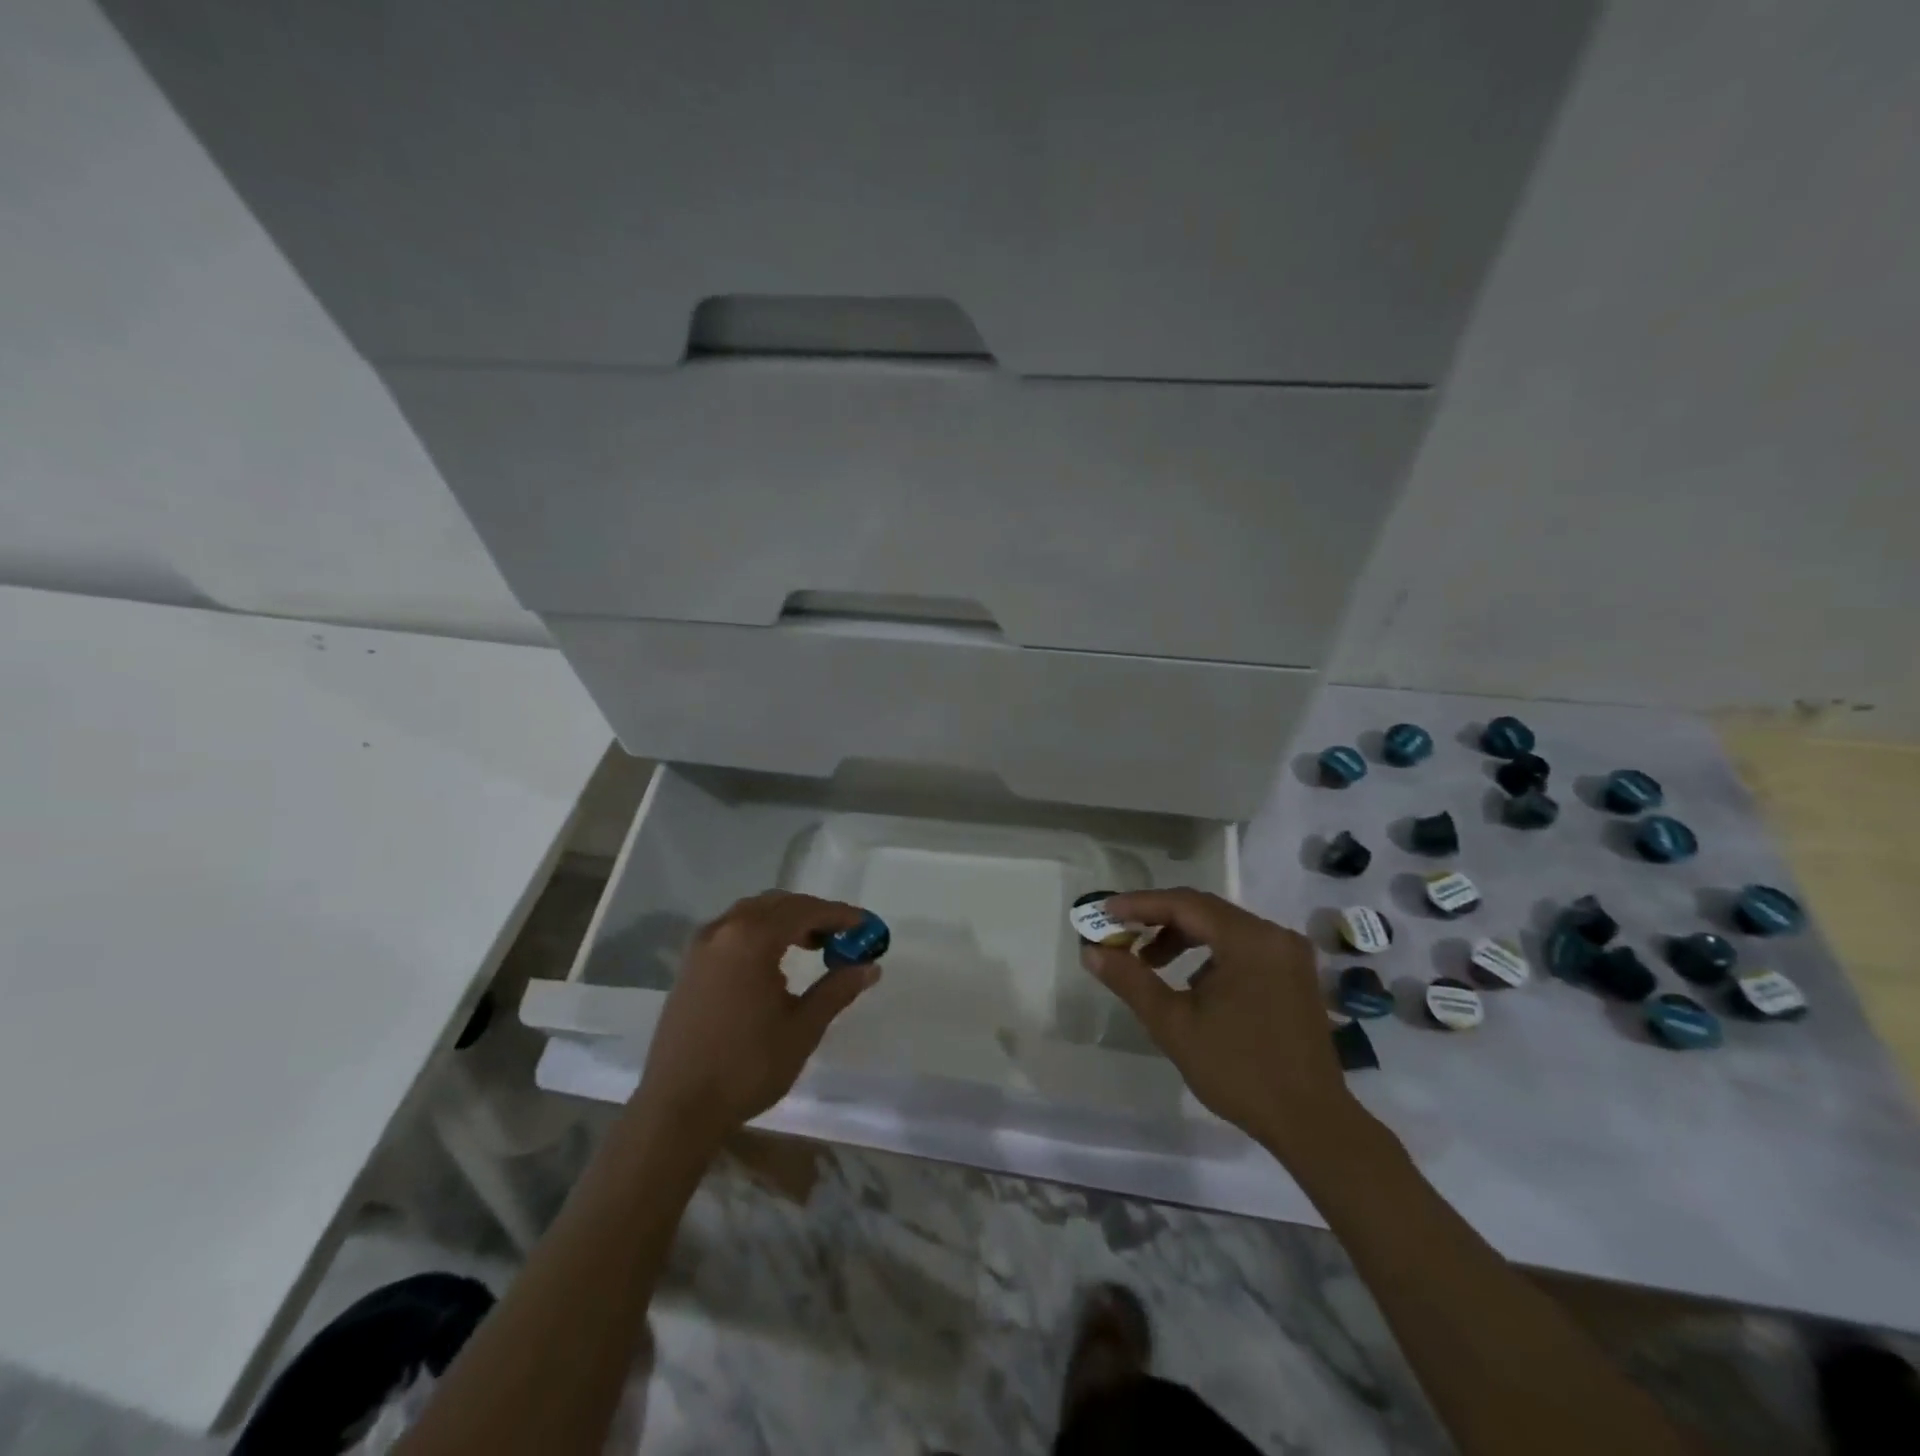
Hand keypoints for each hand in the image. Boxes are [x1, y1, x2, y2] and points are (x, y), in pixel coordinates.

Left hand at [633, 891, 880, 1147]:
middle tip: (844, 936)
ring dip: (786, 921)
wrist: (677, 1109)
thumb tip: (871, 967)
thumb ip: (837, 990)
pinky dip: (761, 933)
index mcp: (751, 939)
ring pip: (752, 913)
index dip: (840, 915)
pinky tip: (775, 962)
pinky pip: (732, 931)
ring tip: (814, 945)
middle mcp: (723, 931)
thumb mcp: (802, 1028)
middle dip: (814, 914)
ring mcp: (701, 947)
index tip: (867, 926)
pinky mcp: (689, 966)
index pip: (804, 911)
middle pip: (777, 904)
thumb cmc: (746, 1067)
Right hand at [1079, 889, 1354, 1156]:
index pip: (1183, 904)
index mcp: (1248, 939)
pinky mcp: (1295, 974)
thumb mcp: (1173, 1024)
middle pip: (1204, 911)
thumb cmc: (1239, 1070)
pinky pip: (1243, 947)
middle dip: (1158, 920)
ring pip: (1223, 928)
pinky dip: (1210, 954)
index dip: (1139, 904)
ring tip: (1150, 964)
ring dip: (1183, 938)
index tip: (1103, 912)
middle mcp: (1273, 935)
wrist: (1312, 1123)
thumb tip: (1091, 951)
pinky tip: (1192, 984)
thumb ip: (1130, 980)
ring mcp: (1289, 954)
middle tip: (1121, 935)